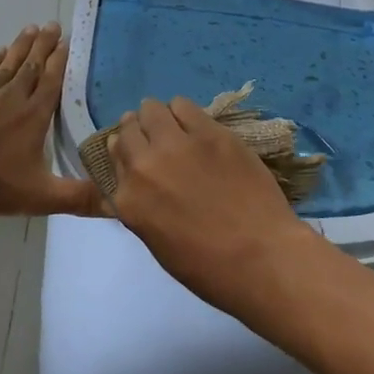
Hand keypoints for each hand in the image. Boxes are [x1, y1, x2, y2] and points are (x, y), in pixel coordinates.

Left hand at [0, 24, 102, 217]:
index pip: (51, 82)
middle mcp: (12, 97)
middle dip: (44, 45)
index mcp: (33, 116)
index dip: (60, 62)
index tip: (68, 42)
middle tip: (53, 24)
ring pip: (8, 63)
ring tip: (31, 28)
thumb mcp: (38, 196)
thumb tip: (118, 202)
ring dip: (21, 46)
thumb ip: (77, 198)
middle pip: (32, 65)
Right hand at [107, 97, 316, 309]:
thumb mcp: (157, 241)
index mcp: (128, 198)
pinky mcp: (210, 132)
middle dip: (139, 132)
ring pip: (152, 109)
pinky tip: (197, 126)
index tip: (139, 157)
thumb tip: (136, 181)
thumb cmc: (208, 267)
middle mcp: (144, 165)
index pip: (113, 157)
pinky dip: (184, 113)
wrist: (260, 257)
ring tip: (177, 130)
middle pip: (128, 128)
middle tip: (158, 142)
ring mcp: (177, 145)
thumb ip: (140, 204)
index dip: (126, 154)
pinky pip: (184, 106)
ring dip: (160, 118)